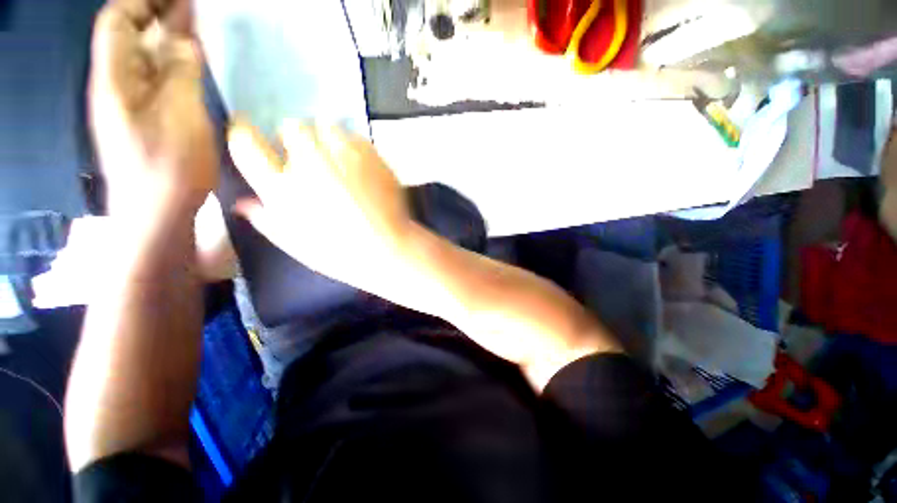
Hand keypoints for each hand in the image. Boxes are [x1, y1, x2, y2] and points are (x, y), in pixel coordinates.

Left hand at [90, 0, 215, 220]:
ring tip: (192, 28)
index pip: (117, 21)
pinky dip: (170, 64)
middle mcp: (115, 85)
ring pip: (141, 57)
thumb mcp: (180, 115)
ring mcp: (129, 104)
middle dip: (155, 13)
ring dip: (164, 38)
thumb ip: (179, 72)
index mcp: (115, 79)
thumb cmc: (169, 167)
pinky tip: (187, 64)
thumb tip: (182, 39)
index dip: (143, 1)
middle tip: (190, 7)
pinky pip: (153, 79)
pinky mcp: (144, 119)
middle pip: (127, 35)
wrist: (158, 212)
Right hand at [227, 121, 412, 291]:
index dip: (243, 130)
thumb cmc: (340, 254)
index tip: (247, 128)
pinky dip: (353, 147)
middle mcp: (308, 162)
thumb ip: (266, 219)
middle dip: (296, 140)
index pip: (245, 141)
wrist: (388, 248)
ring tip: (338, 162)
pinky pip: (355, 137)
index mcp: (281, 186)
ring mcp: (343, 155)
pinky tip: (361, 167)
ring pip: (325, 126)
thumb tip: (242, 202)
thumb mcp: (295, 244)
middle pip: (291, 127)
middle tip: (310, 160)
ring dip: (326, 140)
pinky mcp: (372, 154)